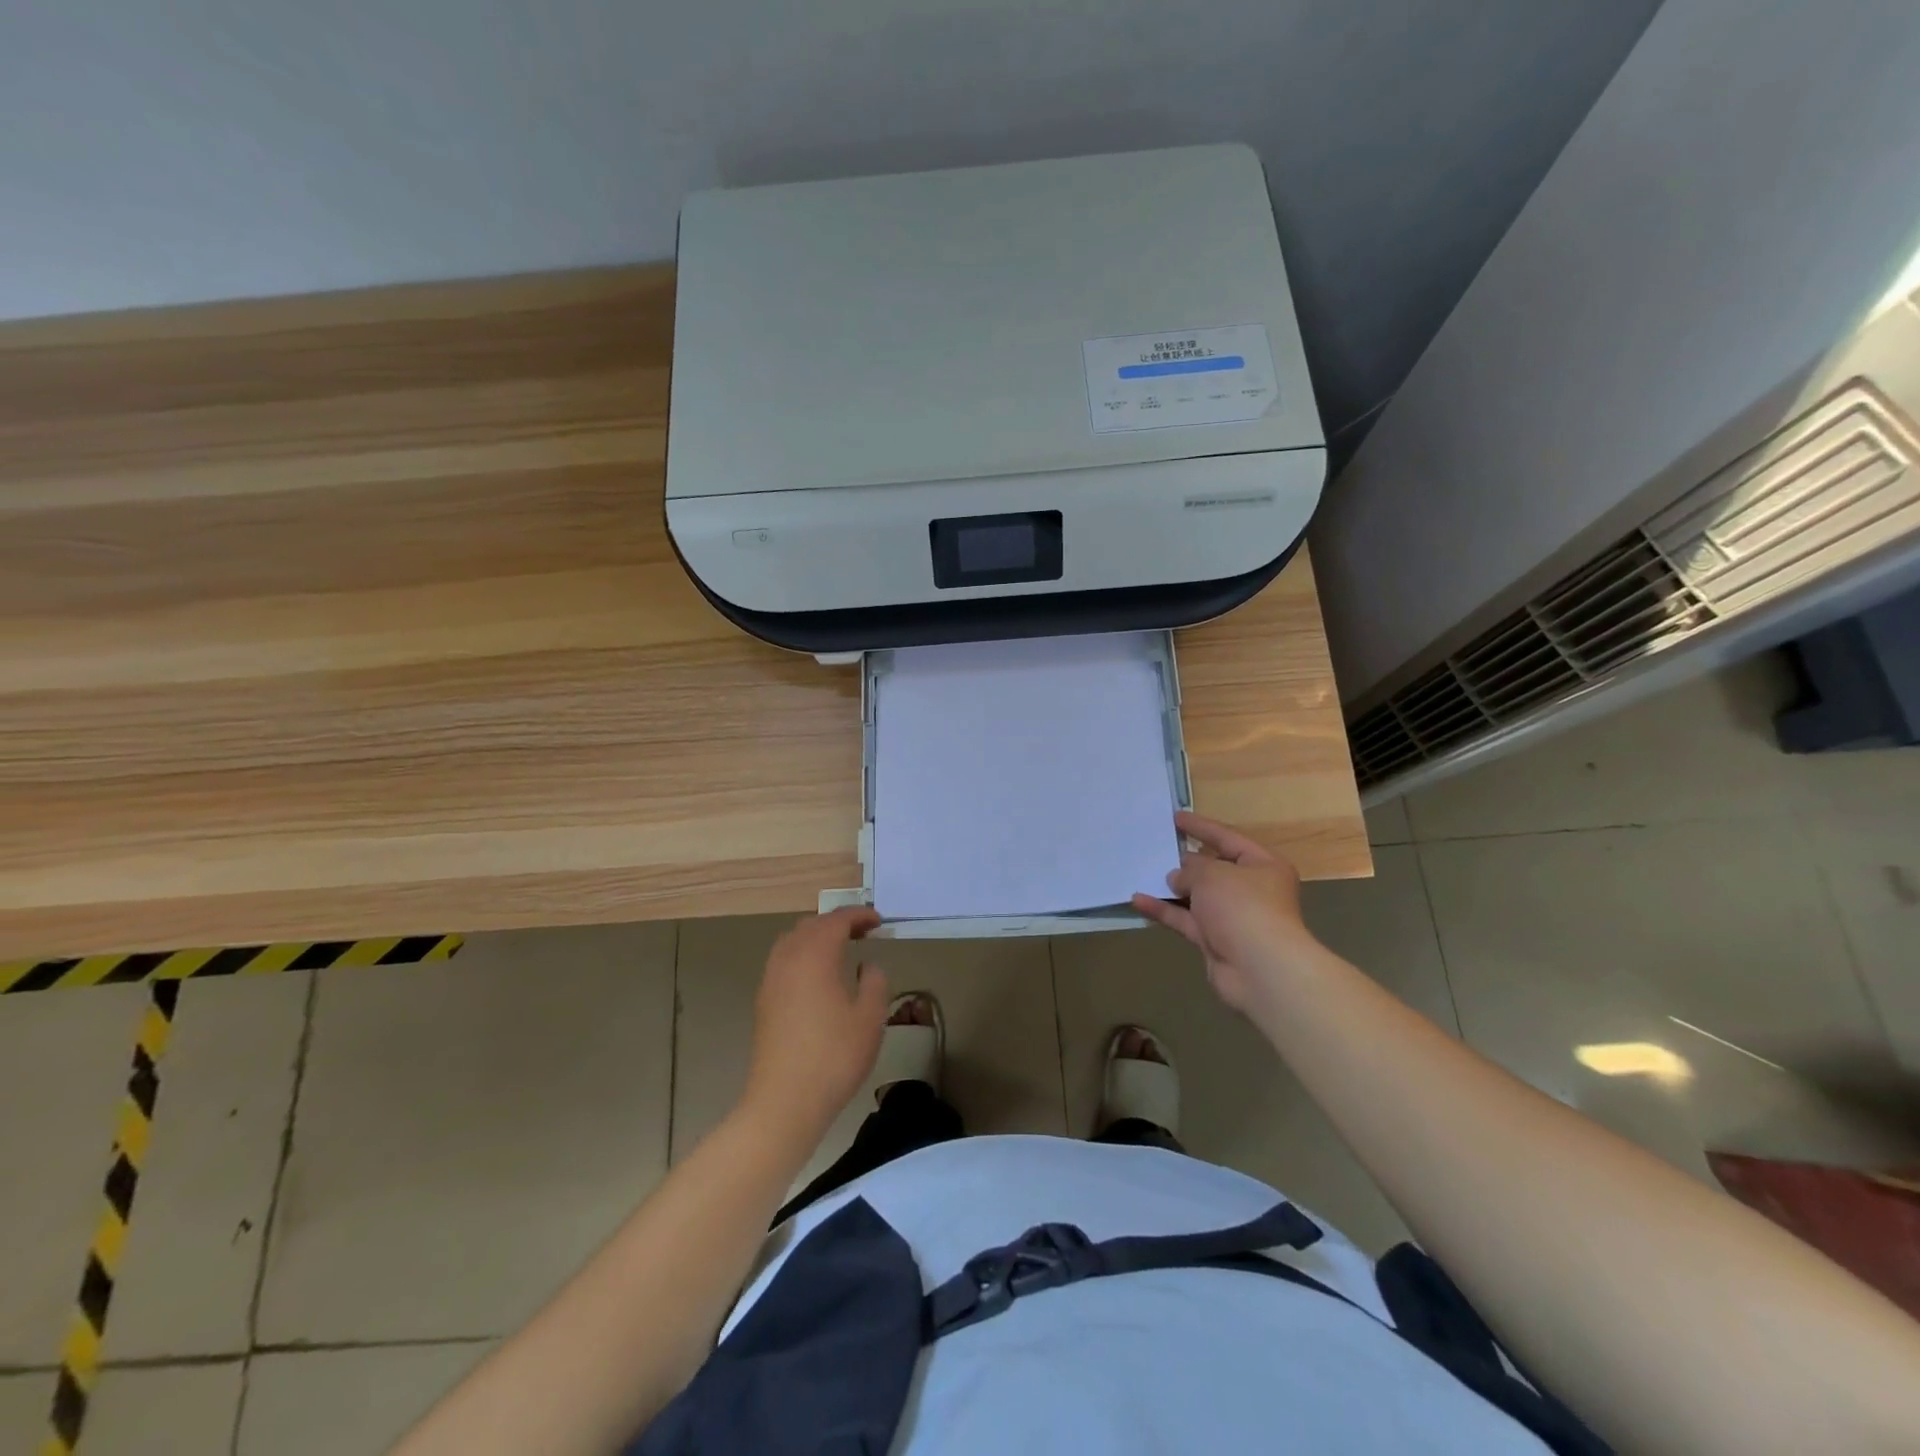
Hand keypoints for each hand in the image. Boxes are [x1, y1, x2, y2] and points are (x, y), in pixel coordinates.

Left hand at [742, 908, 889, 1137]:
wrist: (784, 1101)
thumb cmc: (834, 1056)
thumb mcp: (870, 1018)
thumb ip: (874, 982)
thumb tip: (867, 966)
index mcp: (816, 955)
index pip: (837, 920)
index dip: (859, 915)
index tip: (879, 921)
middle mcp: (789, 958)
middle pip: (812, 925)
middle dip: (838, 923)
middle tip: (863, 932)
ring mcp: (771, 979)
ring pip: (793, 940)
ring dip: (817, 937)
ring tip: (841, 950)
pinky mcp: (764, 1000)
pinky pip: (784, 960)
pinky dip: (803, 954)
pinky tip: (818, 976)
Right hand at [1131, 811, 1320, 1022]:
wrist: (1260, 968)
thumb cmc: (1243, 906)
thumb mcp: (1213, 874)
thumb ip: (1190, 869)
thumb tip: (1178, 877)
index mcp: (1263, 866)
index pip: (1228, 838)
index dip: (1201, 827)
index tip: (1175, 818)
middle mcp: (1250, 890)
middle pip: (1213, 869)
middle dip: (1185, 860)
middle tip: (1156, 847)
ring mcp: (1232, 917)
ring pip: (1196, 896)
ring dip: (1171, 887)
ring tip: (1142, 871)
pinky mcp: (1215, 941)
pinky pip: (1186, 920)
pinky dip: (1164, 911)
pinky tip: (1138, 901)